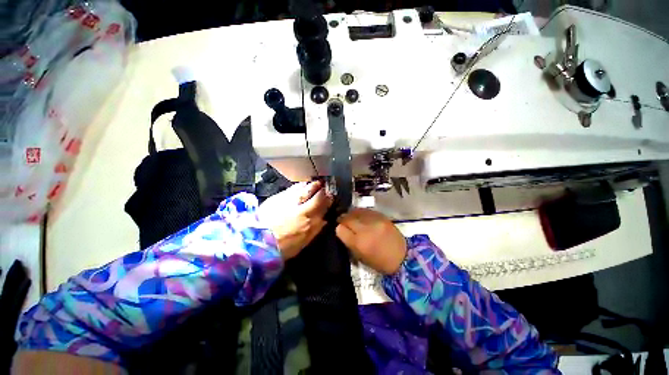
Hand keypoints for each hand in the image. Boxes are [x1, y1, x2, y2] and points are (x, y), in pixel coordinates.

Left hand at [258, 181, 331, 259]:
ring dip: (314, 186)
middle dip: (324, 192)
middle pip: (318, 197)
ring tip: (317, 183)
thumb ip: (315, 230)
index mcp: (310, 223)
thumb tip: (324, 220)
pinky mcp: (280, 196)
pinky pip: (295, 188)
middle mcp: (304, 210)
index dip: (328, 201)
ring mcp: (292, 201)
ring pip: (307, 190)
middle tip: (326, 188)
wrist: (257, 240)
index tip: (331, 198)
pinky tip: (304, 183)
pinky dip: (301, 185)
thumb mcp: (302, 242)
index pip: (324, 208)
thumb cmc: (282, 246)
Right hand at [335, 208, 406, 274]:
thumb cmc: (380, 262)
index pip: (340, 229)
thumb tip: (341, 231)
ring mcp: (374, 221)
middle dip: (342, 219)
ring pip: (356, 212)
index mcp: (359, 243)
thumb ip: (349, 243)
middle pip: (347, 218)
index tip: (338, 228)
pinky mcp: (382, 217)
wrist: (403, 257)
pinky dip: (361, 213)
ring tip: (351, 216)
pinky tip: (361, 215)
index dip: (338, 228)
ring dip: (351, 214)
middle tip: (341, 220)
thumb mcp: (361, 257)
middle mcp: (365, 229)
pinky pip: (367, 211)